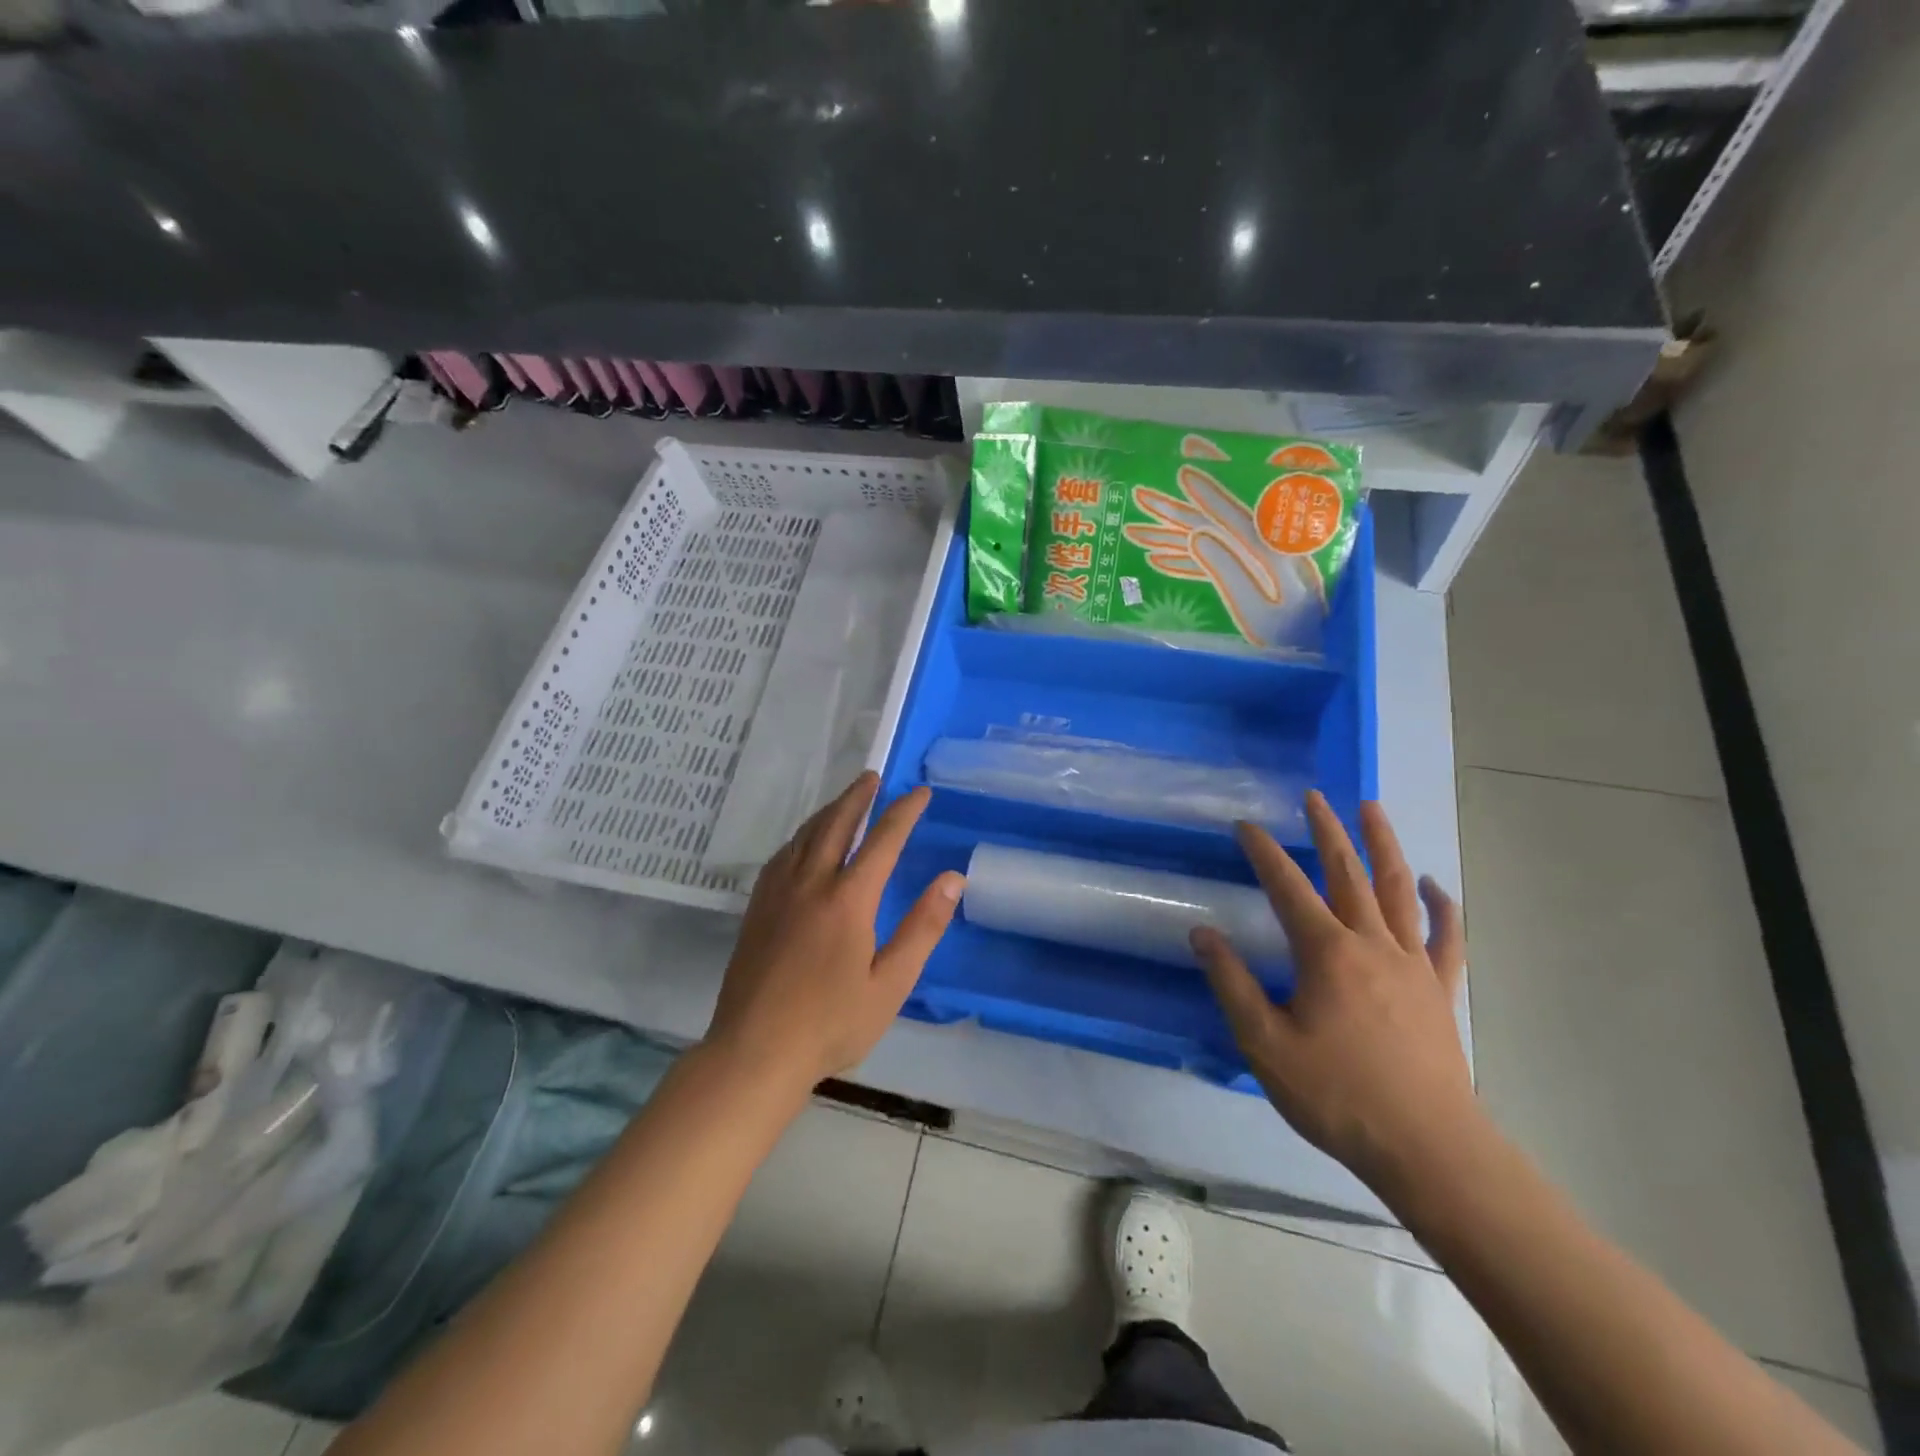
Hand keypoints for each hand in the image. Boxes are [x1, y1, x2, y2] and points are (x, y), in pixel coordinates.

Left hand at [705, 772, 963, 1093]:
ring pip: (805, 836)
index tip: (920, 793)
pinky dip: (801, 836)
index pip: (883, 841)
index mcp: (848, 899)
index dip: (904, 813)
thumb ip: (923, 928)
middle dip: (858, 797)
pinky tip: (803, 842)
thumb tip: (951, 879)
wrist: (755, 1051)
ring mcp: (778, 893)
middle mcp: (811, 883)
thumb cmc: (832, 1023)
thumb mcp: (891, 983)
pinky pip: (782, 855)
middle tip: (873, 777)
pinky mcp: (757, 908)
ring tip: (845, 800)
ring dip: (829, 811)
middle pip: (836, 824)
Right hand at [1191, 792, 1476, 1194]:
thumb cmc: (1337, 1095)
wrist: (1428, 1150)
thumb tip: (1202, 933)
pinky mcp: (1440, 989)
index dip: (1264, 852)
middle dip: (1327, 831)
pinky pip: (1445, 936)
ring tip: (1371, 809)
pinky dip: (1442, 905)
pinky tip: (1435, 884)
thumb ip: (1232, 983)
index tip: (1245, 825)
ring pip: (1398, 890)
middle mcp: (1371, 943)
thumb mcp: (1265, 1044)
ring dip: (1383, 845)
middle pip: (1347, 873)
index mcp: (1326, 952)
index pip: (1287, 887)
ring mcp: (1413, 964)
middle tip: (1314, 796)